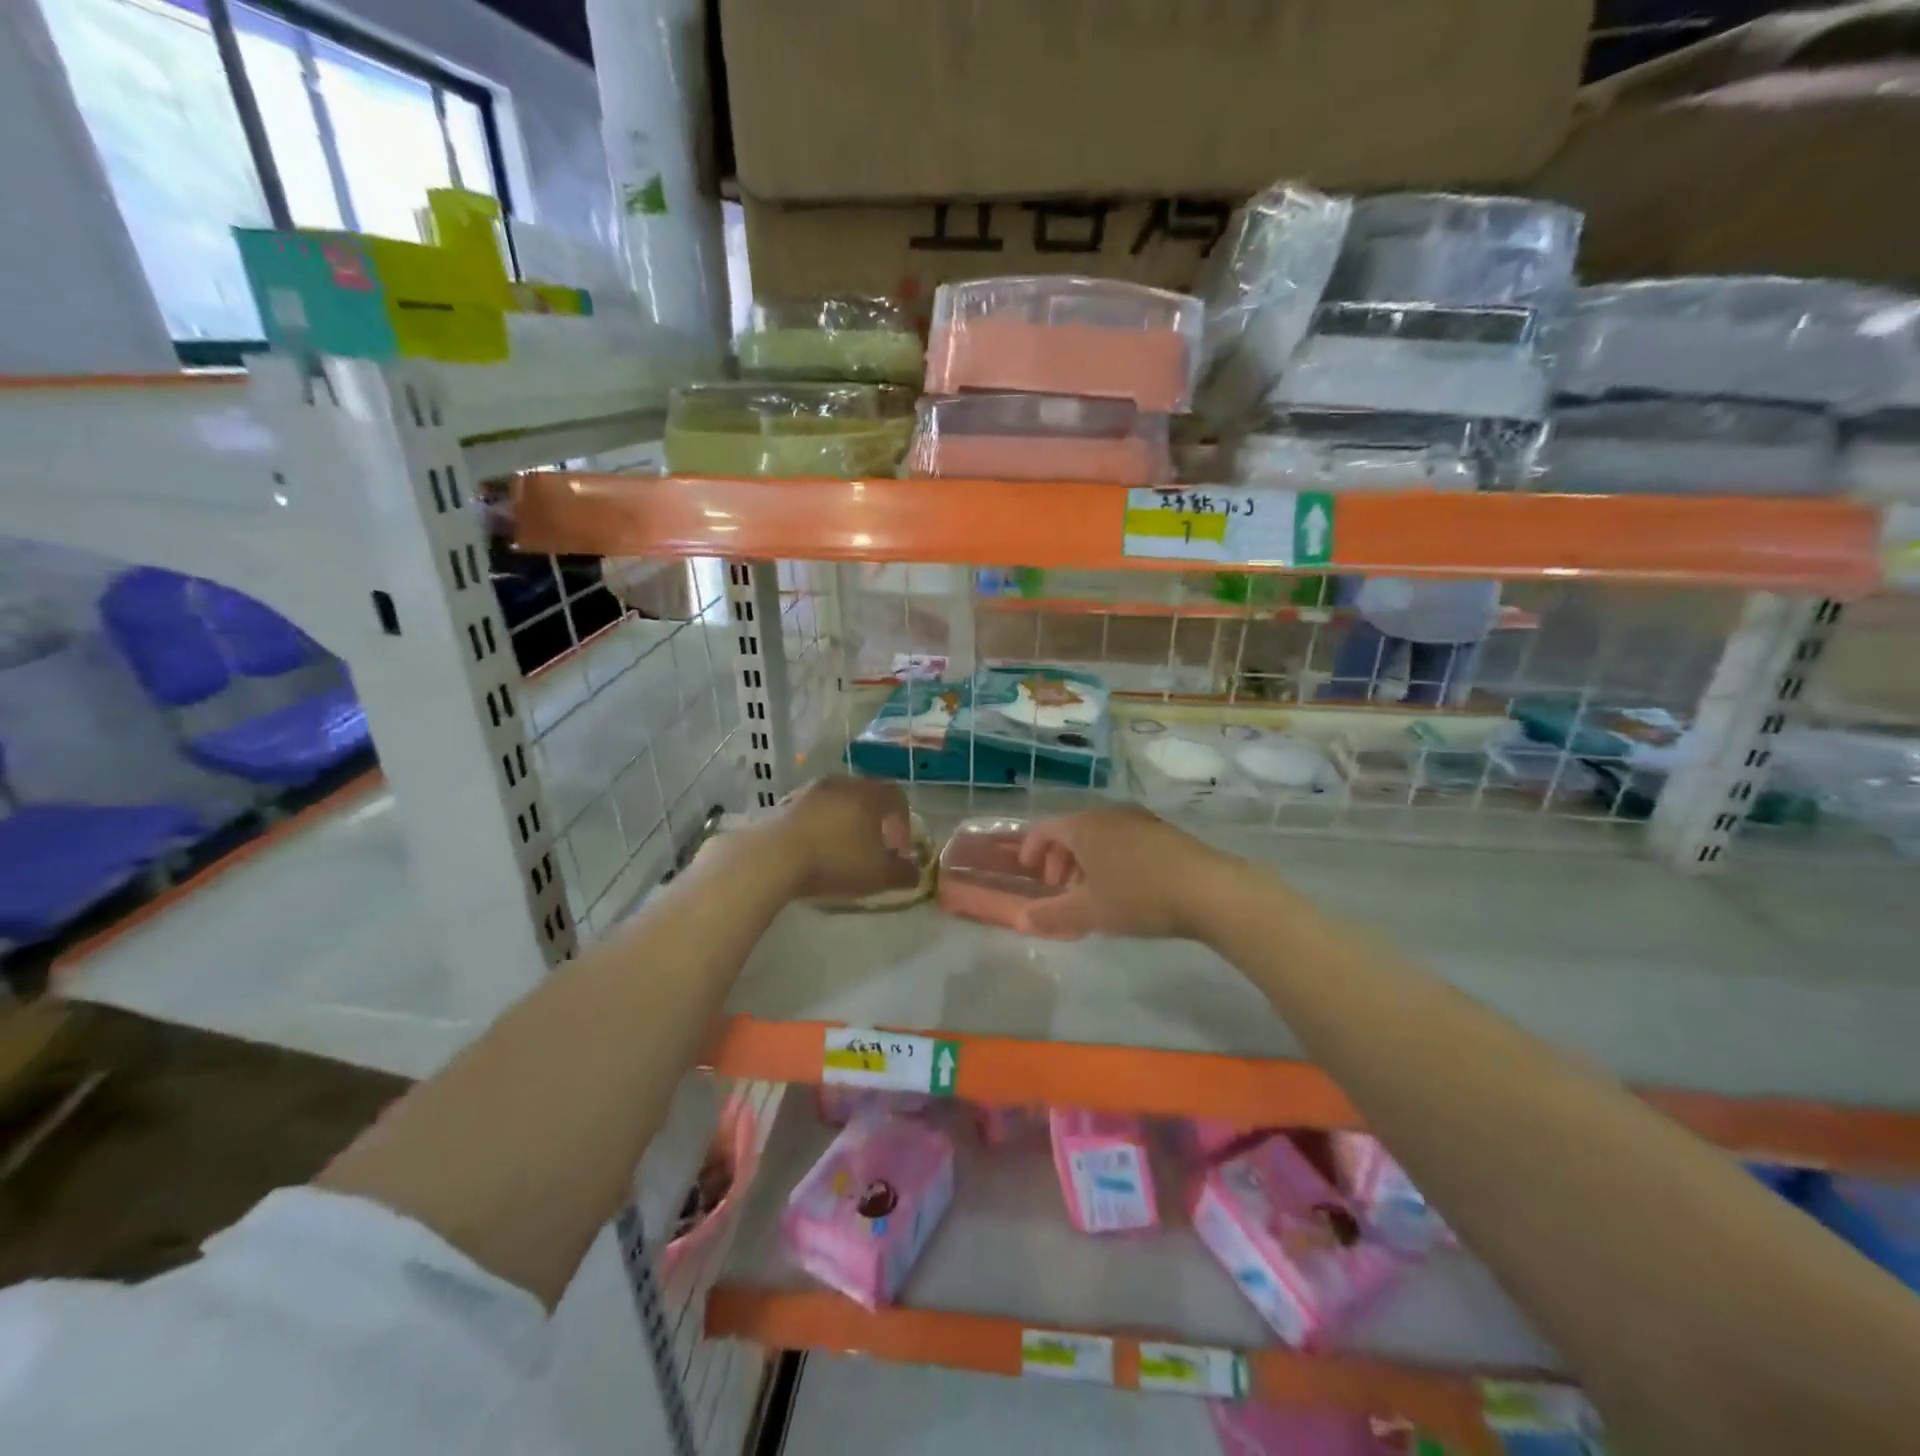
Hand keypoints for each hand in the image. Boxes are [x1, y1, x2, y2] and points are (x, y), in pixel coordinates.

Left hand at [759, 776, 919, 902]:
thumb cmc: (836, 860)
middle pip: (867, 795)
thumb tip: (915, 872)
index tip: (899, 848)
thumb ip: (903, 873)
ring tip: (844, 848)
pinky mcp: (786, 803)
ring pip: (839, 801)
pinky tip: (817, 849)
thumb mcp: (878, 875)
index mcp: (870, 795)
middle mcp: (843, 784)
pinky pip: (814, 811)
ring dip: (846, 821)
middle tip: (874, 846)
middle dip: (875, 820)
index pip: (897, 797)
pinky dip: (822, 825)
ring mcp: (811, 791)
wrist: (774, 857)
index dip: (903, 822)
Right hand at [1017, 806, 1226, 938]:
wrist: (1209, 890)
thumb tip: (1020, 920)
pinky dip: (1111, 857)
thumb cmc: (1139, 896)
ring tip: (1092, 892)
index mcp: (1084, 826)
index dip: (1031, 849)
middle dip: (1059, 858)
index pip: (1045, 828)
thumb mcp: (1089, 912)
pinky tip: (1125, 886)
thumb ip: (1050, 916)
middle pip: (1072, 830)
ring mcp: (1139, 819)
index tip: (1030, 874)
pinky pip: (1123, 838)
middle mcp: (1108, 814)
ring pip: (1099, 835)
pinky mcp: (1163, 831)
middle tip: (1060, 888)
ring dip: (1086, 860)